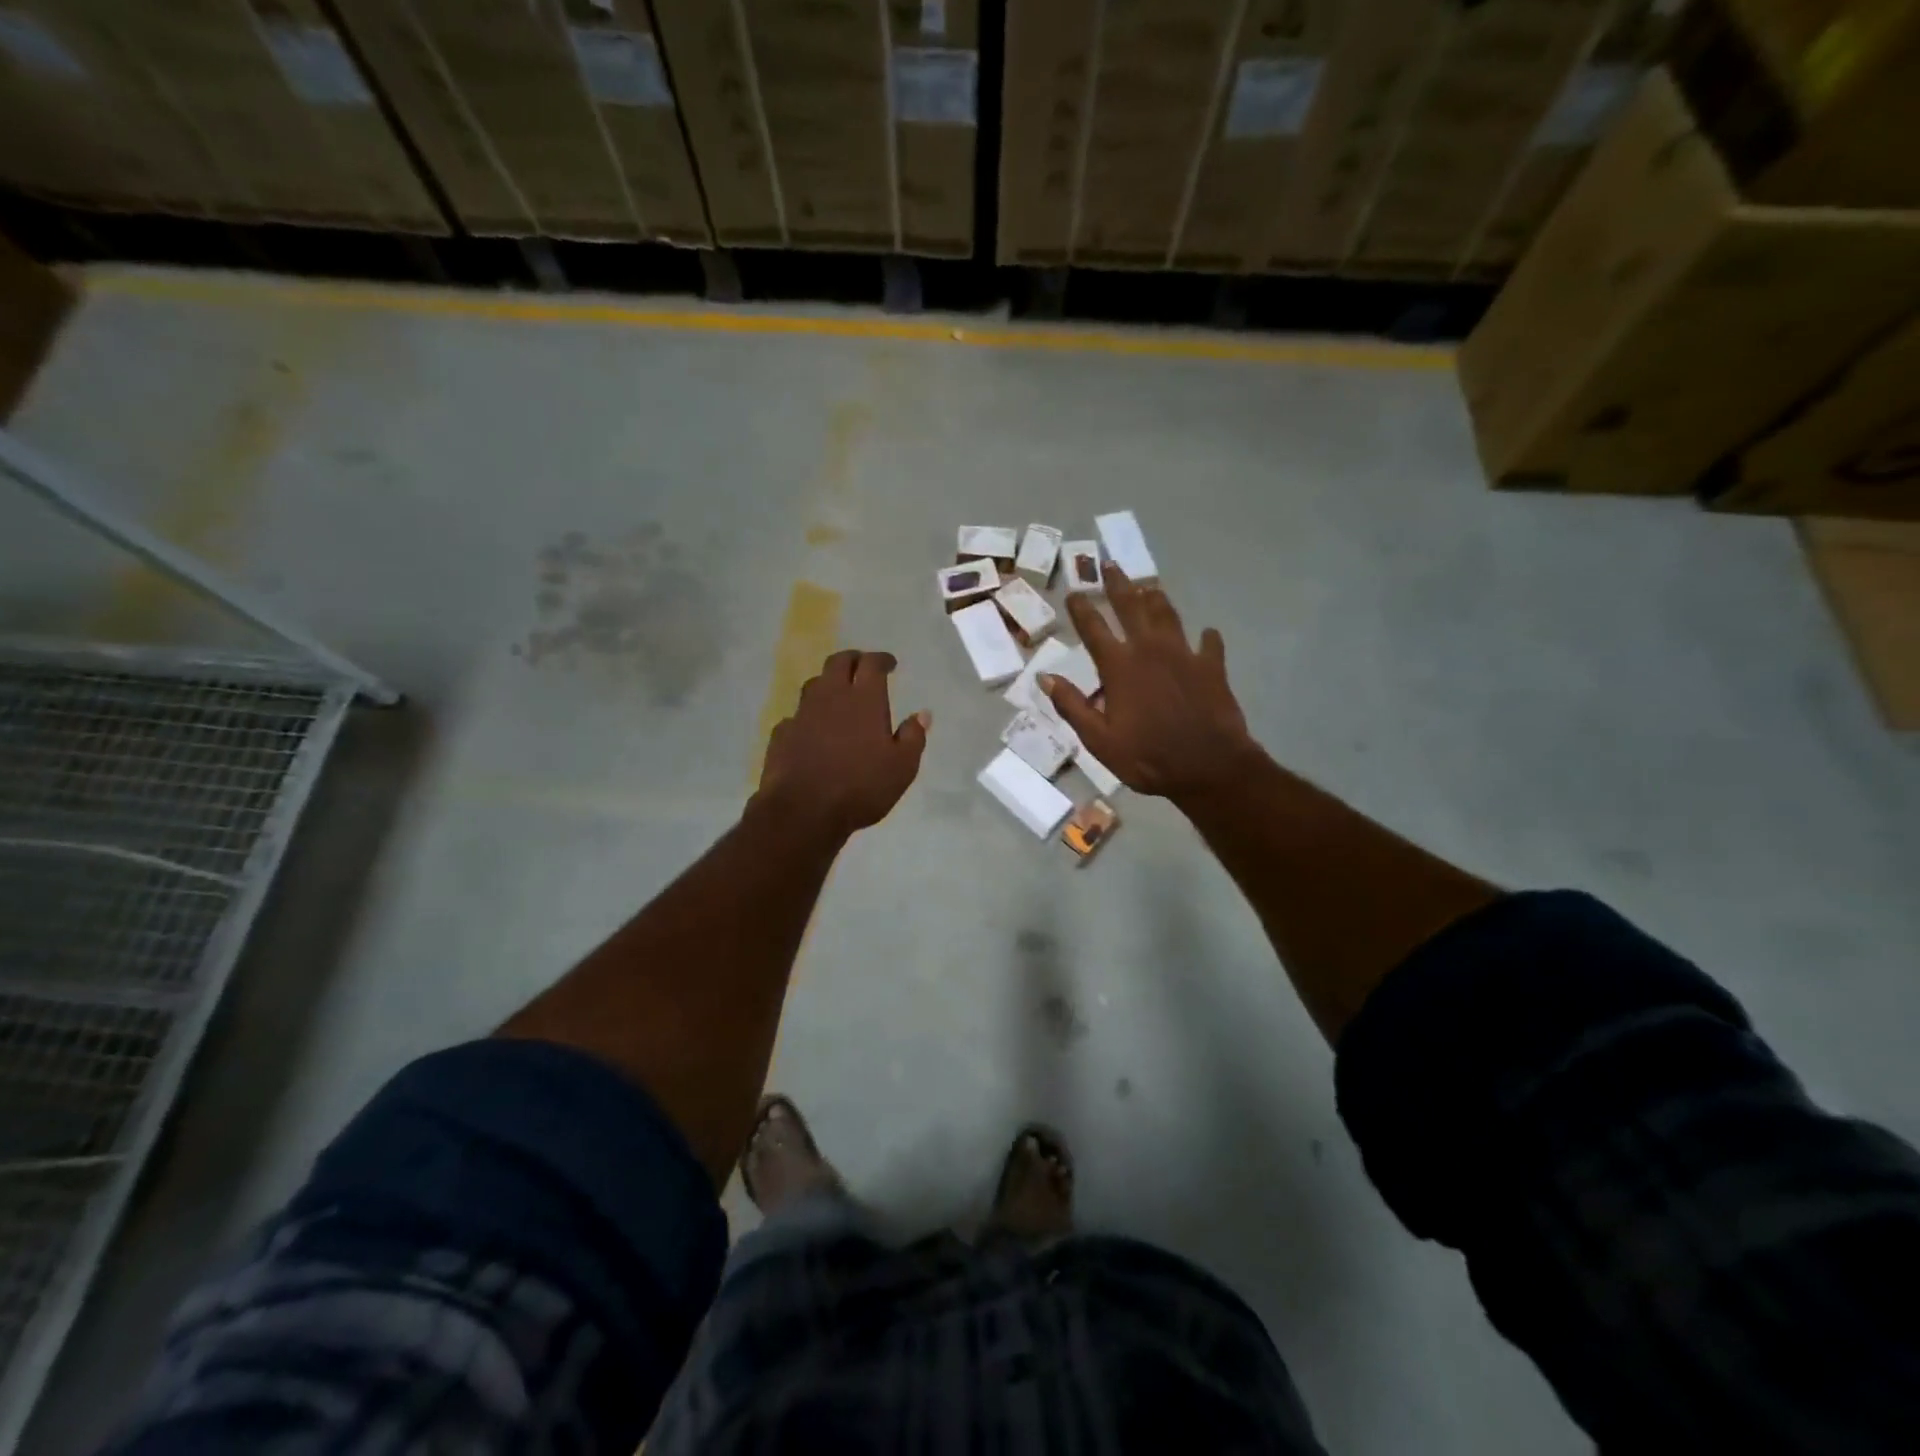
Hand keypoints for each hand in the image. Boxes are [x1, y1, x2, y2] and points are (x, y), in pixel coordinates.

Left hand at [755, 649, 929, 836]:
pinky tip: (812, 729)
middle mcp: (831, 697)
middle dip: (853, 659)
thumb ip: (913, 737)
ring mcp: (802, 714)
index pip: (871, 664)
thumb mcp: (902, 767)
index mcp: (864, 700)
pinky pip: (797, 715)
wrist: (803, 810)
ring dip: (829, 683)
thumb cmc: (861, 787)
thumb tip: (922, 714)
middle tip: (862, 667)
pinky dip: (808, 716)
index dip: (881, 659)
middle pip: (838, 662)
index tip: (890, 664)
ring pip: (815, 684)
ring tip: (838, 694)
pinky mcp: (782, 734)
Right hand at [1043, 564, 1258, 803]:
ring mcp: (1184, 654)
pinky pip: (1209, 643)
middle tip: (1110, 565)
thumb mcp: (1099, 740)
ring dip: (1156, 598)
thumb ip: (1072, 706)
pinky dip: (1205, 637)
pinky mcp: (1212, 666)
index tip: (1073, 591)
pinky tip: (1206, 633)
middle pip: (1131, 607)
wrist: (1209, 767)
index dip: (1081, 608)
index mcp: (1119, 667)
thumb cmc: (1147, 757)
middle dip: (1118, 584)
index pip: (1093, 628)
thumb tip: (1045, 678)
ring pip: (1168, 615)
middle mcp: (1150, 650)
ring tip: (1149, 586)